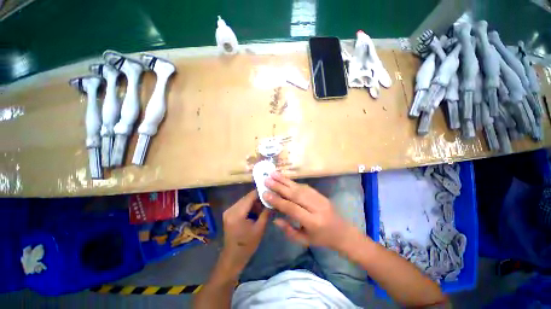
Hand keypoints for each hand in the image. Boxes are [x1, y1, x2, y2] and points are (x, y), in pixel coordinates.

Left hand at [221, 190, 270, 275]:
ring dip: (254, 202)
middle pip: (247, 197)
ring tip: (264, 206)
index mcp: (237, 213)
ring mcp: (229, 211)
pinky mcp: (229, 213)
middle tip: (269, 199)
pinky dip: (250, 206)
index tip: (270, 190)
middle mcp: (230, 209)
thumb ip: (265, 213)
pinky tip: (257, 210)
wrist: (233, 258)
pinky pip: (241, 205)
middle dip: (258, 198)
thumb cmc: (247, 245)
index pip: (250, 196)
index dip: (260, 192)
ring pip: (245, 200)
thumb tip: (272, 201)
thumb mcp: (259, 229)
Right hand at [264, 172, 360, 250]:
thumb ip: (289, 230)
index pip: (292, 208)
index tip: (265, 193)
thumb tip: (275, 218)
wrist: (343, 232)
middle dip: (279, 186)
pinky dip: (293, 182)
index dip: (278, 201)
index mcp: (313, 222)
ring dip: (285, 180)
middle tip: (266, 179)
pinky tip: (285, 178)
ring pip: (300, 187)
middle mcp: (316, 207)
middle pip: (295, 194)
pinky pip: (305, 186)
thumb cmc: (322, 239)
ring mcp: (320, 198)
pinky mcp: (320, 194)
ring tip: (273, 174)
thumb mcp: (304, 240)